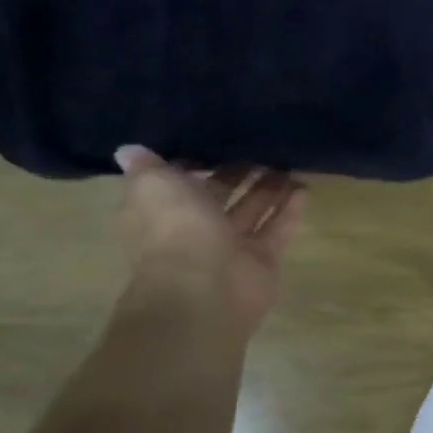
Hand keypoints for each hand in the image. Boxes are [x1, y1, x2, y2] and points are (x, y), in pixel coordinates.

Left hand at [114, 146, 305, 317]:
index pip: (178, 184)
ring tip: (289, 162)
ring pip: (252, 211)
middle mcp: (195, 231)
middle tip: (264, 146)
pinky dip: (290, 210)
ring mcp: (230, 248)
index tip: (217, 140)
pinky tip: (304, 187)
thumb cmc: (174, 231)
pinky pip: (278, 229)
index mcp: (163, 213)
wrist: (203, 291)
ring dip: (269, 189)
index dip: (194, 165)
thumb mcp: (153, 186)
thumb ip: (148, 167)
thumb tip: (128, 150)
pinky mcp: (262, 261)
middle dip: (239, 174)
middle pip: (220, 196)